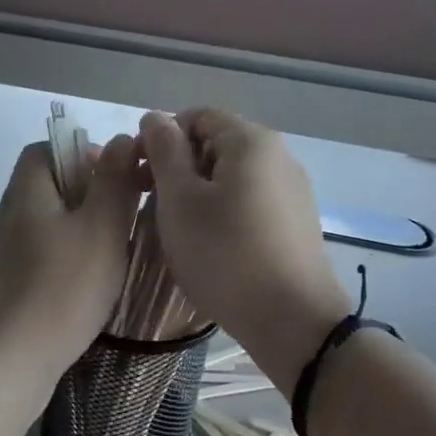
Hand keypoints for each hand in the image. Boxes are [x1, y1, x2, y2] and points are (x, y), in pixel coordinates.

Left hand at [0, 134, 141, 383]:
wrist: (11, 361)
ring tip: (113, 251)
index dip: (84, 153)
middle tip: (124, 217)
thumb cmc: (63, 288)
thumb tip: (119, 140)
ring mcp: (2, 253)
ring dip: (81, 227)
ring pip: (47, 222)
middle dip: (89, 193)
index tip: (118, 178)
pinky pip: (41, 254)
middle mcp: (7, 216)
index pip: (46, 149)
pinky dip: (67, 257)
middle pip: (48, 185)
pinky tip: (88, 283)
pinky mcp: (5, 285)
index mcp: (26, 193)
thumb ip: (113, 180)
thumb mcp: (101, 228)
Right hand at [139, 109, 350, 388]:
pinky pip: (250, 202)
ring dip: (198, 193)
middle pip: (216, 145)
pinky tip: (212, 245)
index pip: (196, 116)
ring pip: (232, 177)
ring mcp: (292, 191)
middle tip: (150, 204)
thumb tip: (154, 118)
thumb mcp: (180, 200)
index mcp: (251, 141)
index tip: (139, 175)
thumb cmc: (224, 254)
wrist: (291, 319)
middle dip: (178, 167)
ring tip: (177, 229)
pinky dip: (223, 212)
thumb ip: (164, 151)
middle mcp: (279, 156)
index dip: (161, 139)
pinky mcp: (296, 223)